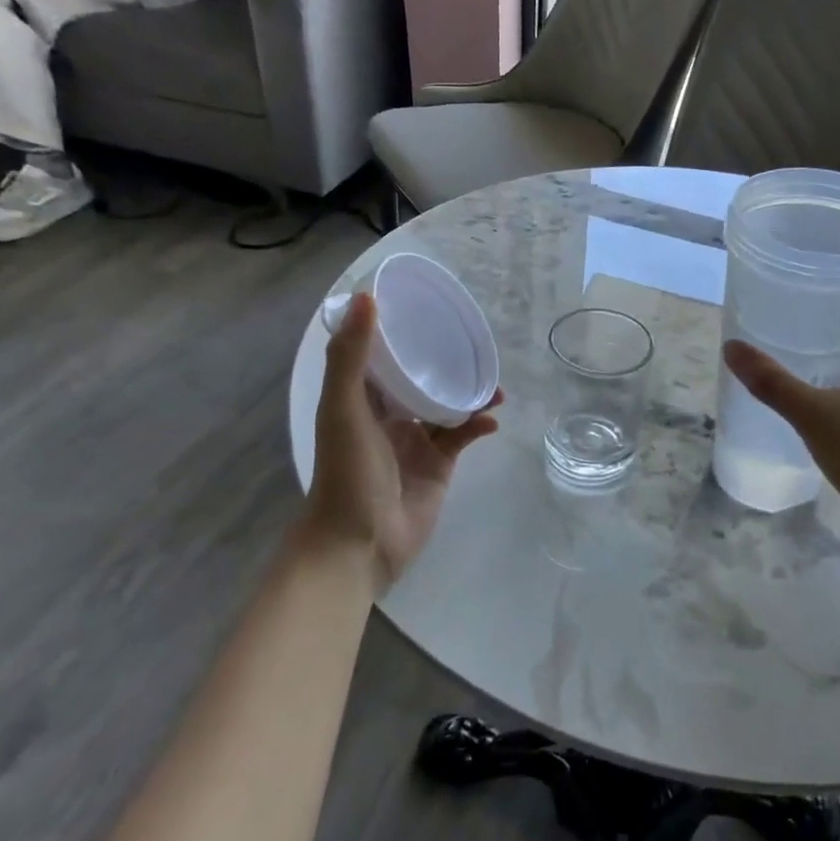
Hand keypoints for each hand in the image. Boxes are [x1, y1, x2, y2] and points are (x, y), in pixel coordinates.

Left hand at [301, 293, 501, 589]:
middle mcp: (388, 416)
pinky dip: (478, 427)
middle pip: (419, 379)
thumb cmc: (347, 473)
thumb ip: (352, 357)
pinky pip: (462, 438)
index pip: (381, 356)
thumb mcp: (343, 409)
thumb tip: (367, 297)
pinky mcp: (438, 466)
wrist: (361, 543)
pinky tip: (493, 421)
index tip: (425, 308)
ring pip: (446, 407)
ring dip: (469, 394)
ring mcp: (415, 442)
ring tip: (496, 385)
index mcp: (360, 399)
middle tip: (473, 345)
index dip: (399, 332)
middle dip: (444, 362)